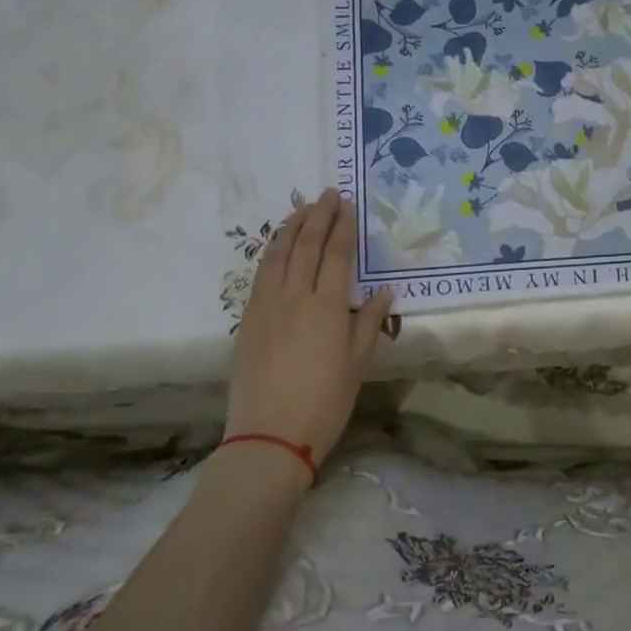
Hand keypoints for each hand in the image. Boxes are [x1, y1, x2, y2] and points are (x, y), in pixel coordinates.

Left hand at [225, 190, 395, 464]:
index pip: (335, 255)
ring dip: (290, 227)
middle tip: (327, 194)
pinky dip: (271, 252)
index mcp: (327, 308)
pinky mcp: (247, 320)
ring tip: (301, 209)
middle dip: (317, 216)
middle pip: (305, 245)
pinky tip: (277, 246)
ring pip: (277, 254)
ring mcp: (265, 306)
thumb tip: (383, 292)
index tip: (347, 204)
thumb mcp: (357, 365)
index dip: (342, 227)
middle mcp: (294, 298)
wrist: (270, 436)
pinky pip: (260, 274)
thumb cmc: (324, 403)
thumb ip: (369, 323)